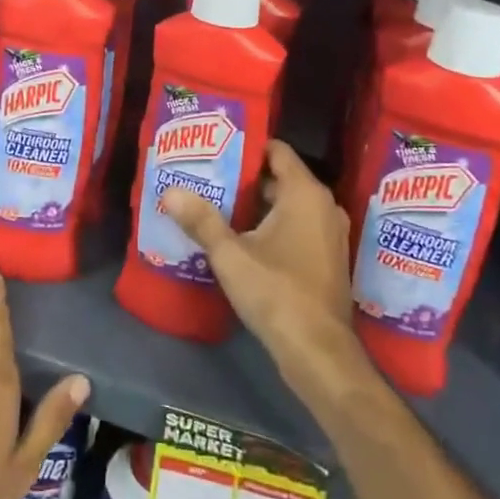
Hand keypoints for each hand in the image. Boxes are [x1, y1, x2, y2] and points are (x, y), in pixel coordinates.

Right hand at [160, 141, 358, 381]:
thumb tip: (170, 192)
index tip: (216, 149)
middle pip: (281, 178)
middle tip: (208, 177)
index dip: (247, 147)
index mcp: (305, 194)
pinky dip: (273, 226)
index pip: (277, 151)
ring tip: (217, 205)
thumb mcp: (230, 255)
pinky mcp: (328, 259)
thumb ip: (201, 220)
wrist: (318, 352)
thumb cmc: (276, 292)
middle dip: (245, 178)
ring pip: (289, 205)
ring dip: (257, 205)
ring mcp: (329, 234)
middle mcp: (324, 206)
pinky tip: (242, 238)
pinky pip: (298, 227)